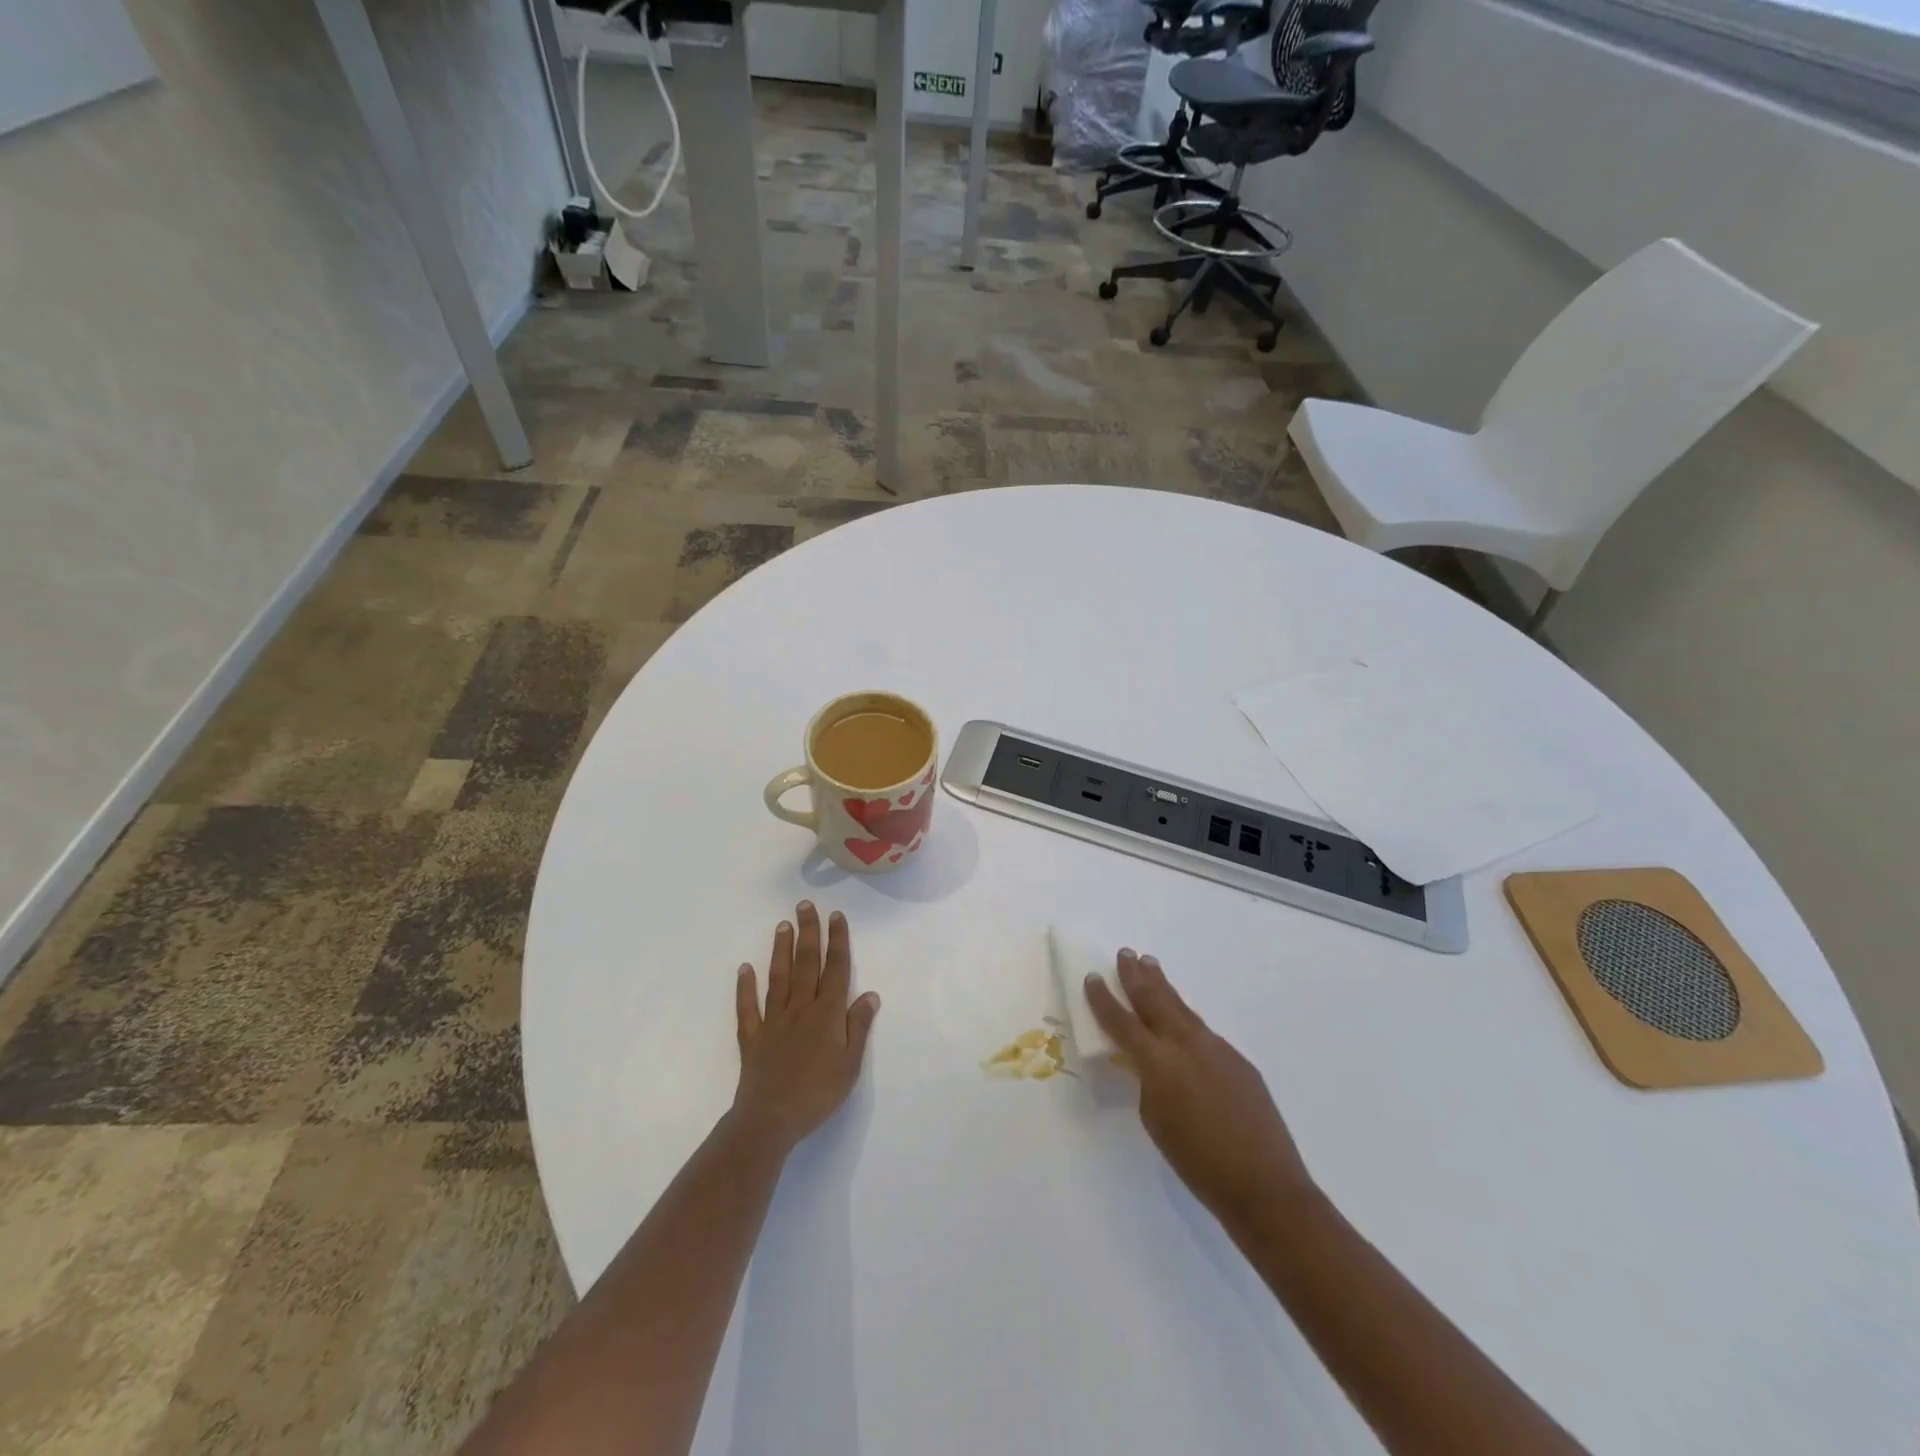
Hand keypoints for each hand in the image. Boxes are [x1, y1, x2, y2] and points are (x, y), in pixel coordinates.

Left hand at [732, 901, 879, 1154]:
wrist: (771, 1119)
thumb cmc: (818, 1094)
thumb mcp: (850, 1064)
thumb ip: (859, 1026)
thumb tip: (870, 994)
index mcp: (827, 1014)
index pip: (835, 969)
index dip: (837, 941)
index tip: (836, 916)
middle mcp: (800, 1008)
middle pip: (805, 964)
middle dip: (808, 932)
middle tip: (805, 905)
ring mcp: (773, 1020)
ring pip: (778, 977)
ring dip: (781, 949)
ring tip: (783, 925)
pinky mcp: (752, 1036)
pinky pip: (748, 1007)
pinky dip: (745, 987)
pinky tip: (745, 969)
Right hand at [1085, 950, 1314, 1230]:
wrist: (1264, 1185)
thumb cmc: (1198, 1163)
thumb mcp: (1156, 1122)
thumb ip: (1147, 1083)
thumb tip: (1150, 1065)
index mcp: (1158, 1063)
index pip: (1122, 1022)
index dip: (1104, 999)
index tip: (1092, 977)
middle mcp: (1185, 1044)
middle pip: (1155, 999)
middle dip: (1136, 975)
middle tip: (1125, 953)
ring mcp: (1215, 1048)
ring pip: (1182, 1008)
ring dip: (1163, 986)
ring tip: (1150, 964)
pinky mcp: (1237, 1059)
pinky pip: (1203, 1031)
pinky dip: (1186, 1017)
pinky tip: (1182, 1019)